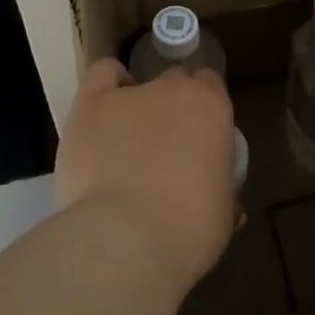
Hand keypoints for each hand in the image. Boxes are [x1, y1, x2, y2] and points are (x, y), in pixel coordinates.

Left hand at [54, 59, 236, 295]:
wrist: (125, 240)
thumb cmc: (186, 231)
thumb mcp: (222, 214)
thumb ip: (220, 190)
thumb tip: (215, 195)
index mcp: (212, 109)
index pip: (210, 86)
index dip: (202, 110)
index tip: (197, 138)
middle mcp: (174, 89)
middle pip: (175, 82)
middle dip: (171, 108)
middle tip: (164, 147)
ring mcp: (131, 93)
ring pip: (138, 85)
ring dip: (137, 107)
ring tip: (126, 144)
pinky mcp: (92, 103)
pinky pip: (102, 74)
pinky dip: (107, 85)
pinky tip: (105, 110)